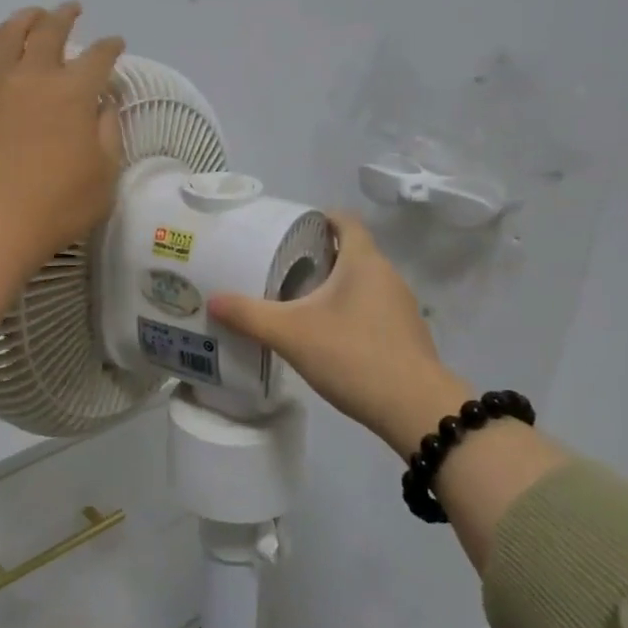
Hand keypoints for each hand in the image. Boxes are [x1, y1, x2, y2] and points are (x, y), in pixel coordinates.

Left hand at [0, 3, 125, 270]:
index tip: (116, 44)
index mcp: (73, 93)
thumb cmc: (59, 205)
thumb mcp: (105, 174)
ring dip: (25, 19)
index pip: (98, 56)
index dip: (110, 47)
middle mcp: (33, 76)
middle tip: (72, 9)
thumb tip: (103, 104)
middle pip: (50, 30)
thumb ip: (109, 132)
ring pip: (8, 34)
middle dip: (65, 15)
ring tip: (32, 16)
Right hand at [209, 211, 470, 457]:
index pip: (345, 221)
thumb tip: (212, 300)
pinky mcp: (405, 334)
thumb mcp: (290, 334)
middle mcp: (387, 275)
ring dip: (333, 285)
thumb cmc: (352, 355)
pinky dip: (348, 310)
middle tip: (280, 267)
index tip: (289, 229)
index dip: (319, 218)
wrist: (415, 409)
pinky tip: (326, 333)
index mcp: (363, 261)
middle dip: (318, 255)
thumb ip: (249, 315)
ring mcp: (400, 306)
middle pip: (351, 251)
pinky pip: (371, 308)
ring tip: (297, 300)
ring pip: (361, 282)